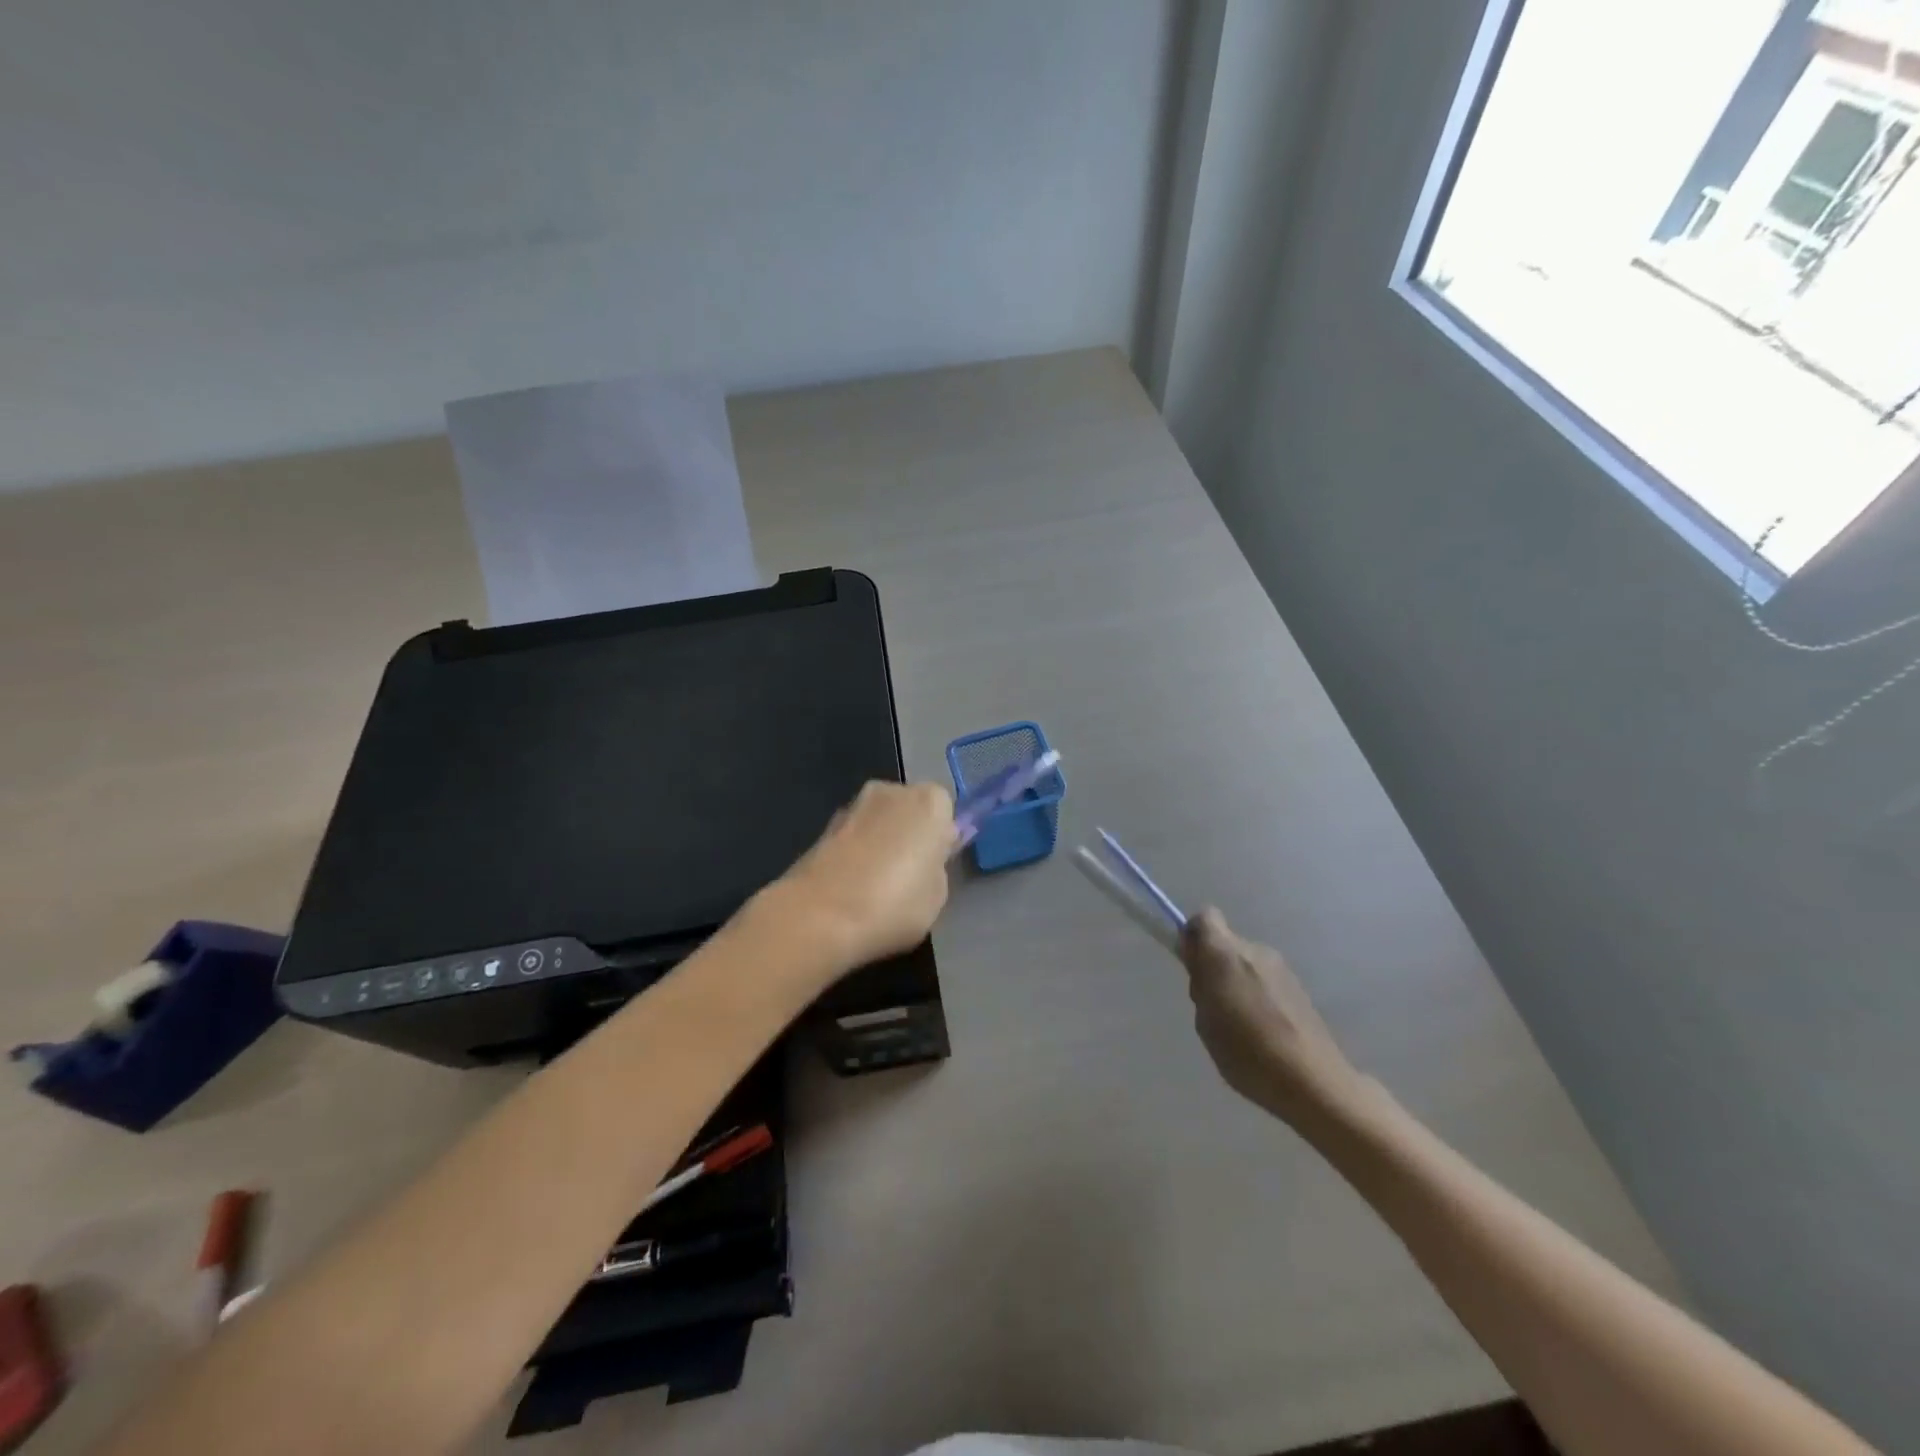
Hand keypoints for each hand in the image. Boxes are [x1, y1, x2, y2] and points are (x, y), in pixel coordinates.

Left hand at [757, 780, 955, 975]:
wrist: (818, 916)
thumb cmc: (893, 905)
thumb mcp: (937, 897)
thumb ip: (936, 868)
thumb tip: (925, 860)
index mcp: (929, 802)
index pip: (945, 810)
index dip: (940, 838)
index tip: (934, 866)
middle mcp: (892, 791)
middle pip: (909, 809)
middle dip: (908, 833)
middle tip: (908, 876)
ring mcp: (853, 805)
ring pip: (878, 821)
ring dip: (880, 842)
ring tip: (875, 886)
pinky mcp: (823, 826)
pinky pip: (853, 836)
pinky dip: (855, 852)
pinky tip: (850, 886)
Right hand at [1180, 907, 1363, 1130]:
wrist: (1312, 1081)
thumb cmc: (1246, 1052)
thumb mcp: (1205, 1020)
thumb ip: (1200, 982)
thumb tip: (1198, 960)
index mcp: (1225, 953)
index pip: (1204, 917)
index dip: (1194, 936)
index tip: (1192, 966)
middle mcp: (1254, 950)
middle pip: (1226, 942)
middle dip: (1215, 964)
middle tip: (1213, 1004)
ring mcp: (1281, 967)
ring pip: (1247, 962)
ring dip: (1238, 980)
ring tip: (1240, 1023)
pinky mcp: (1299, 987)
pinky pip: (1266, 979)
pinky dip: (1258, 994)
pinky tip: (1263, 1029)